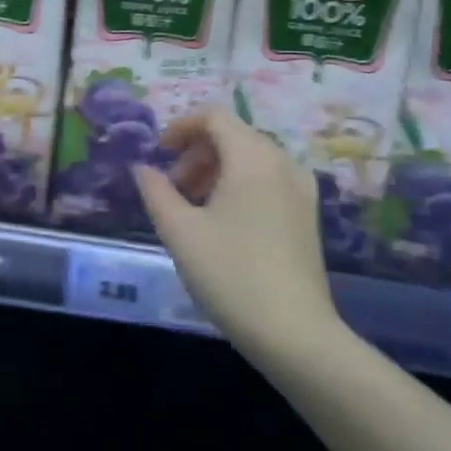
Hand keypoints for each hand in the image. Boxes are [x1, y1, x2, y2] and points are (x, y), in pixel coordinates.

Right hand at [133, 107, 338, 352]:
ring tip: (192, 206)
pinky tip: (223, 221)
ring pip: (251, 159)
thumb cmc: (231, 274)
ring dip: (216, 169)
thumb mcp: (179, 230)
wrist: (294, 334)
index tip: (159, 152)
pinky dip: (239, 184)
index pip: (214, 117)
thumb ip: (156, 191)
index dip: (181, 127)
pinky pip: (268, 180)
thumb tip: (143, 168)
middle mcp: (283, 163)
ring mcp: (301, 190)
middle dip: (197, 152)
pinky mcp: (307, 215)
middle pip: (234, 136)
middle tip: (172, 186)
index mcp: (254, 157)